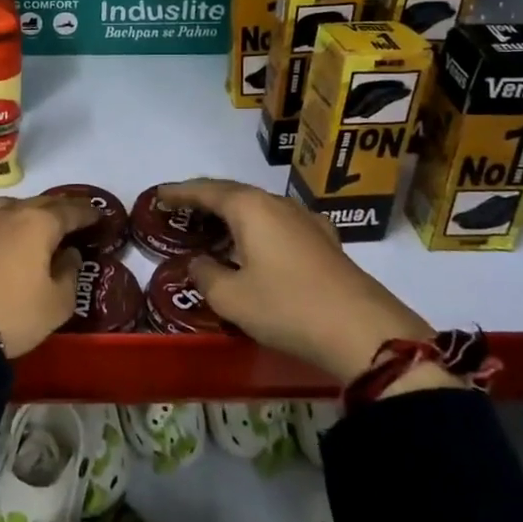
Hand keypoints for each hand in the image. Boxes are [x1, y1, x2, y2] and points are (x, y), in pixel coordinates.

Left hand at [0, 195, 94, 357]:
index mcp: (38, 224)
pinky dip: (2, 234)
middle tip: (72, 217)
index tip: (99, 214)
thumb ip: (69, 274)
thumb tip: (68, 255)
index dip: (87, 212)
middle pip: (39, 203)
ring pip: (9, 210)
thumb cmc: (14, 314)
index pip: (70, 210)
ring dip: (26, 214)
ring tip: (35, 227)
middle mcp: (7, 215)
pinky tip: (2, 249)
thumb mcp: (57, 303)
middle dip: (59, 208)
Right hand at [159, 178, 439, 384]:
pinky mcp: (324, 242)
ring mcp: (306, 221)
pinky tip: (257, 247)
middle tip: (181, 210)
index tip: (158, 195)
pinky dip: (257, 229)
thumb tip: (199, 263)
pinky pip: (278, 224)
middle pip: (233, 193)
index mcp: (250, 208)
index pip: (205, 190)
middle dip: (205, 200)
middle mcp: (277, 204)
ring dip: (232, 215)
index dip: (179, 192)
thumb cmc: (287, 307)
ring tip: (213, 229)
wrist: (364, 331)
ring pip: (258, 208)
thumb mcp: (232, 298)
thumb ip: (205, 275)